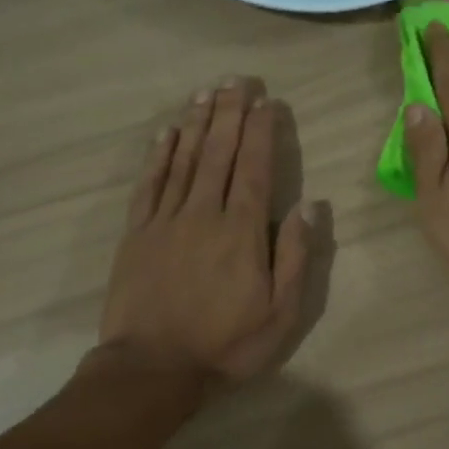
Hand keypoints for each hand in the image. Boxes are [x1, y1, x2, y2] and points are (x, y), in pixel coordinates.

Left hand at [100, 77, 315, 383]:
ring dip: (197, 123)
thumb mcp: (281, 312)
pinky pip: (150, 184)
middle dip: (230, 112)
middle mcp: (204, 213)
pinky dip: (159, 155)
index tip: (267, 101)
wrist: (153, 368)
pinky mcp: (137, 233)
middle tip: (238, 80)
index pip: (255, 167)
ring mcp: (166, 220)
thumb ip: (296, 255)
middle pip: (219, 152)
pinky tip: (167, 133)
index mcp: (242, 231)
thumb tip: (311, 204)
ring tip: (207, 92)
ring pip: (184, 160)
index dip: (262, 131)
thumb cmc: (226, 344)